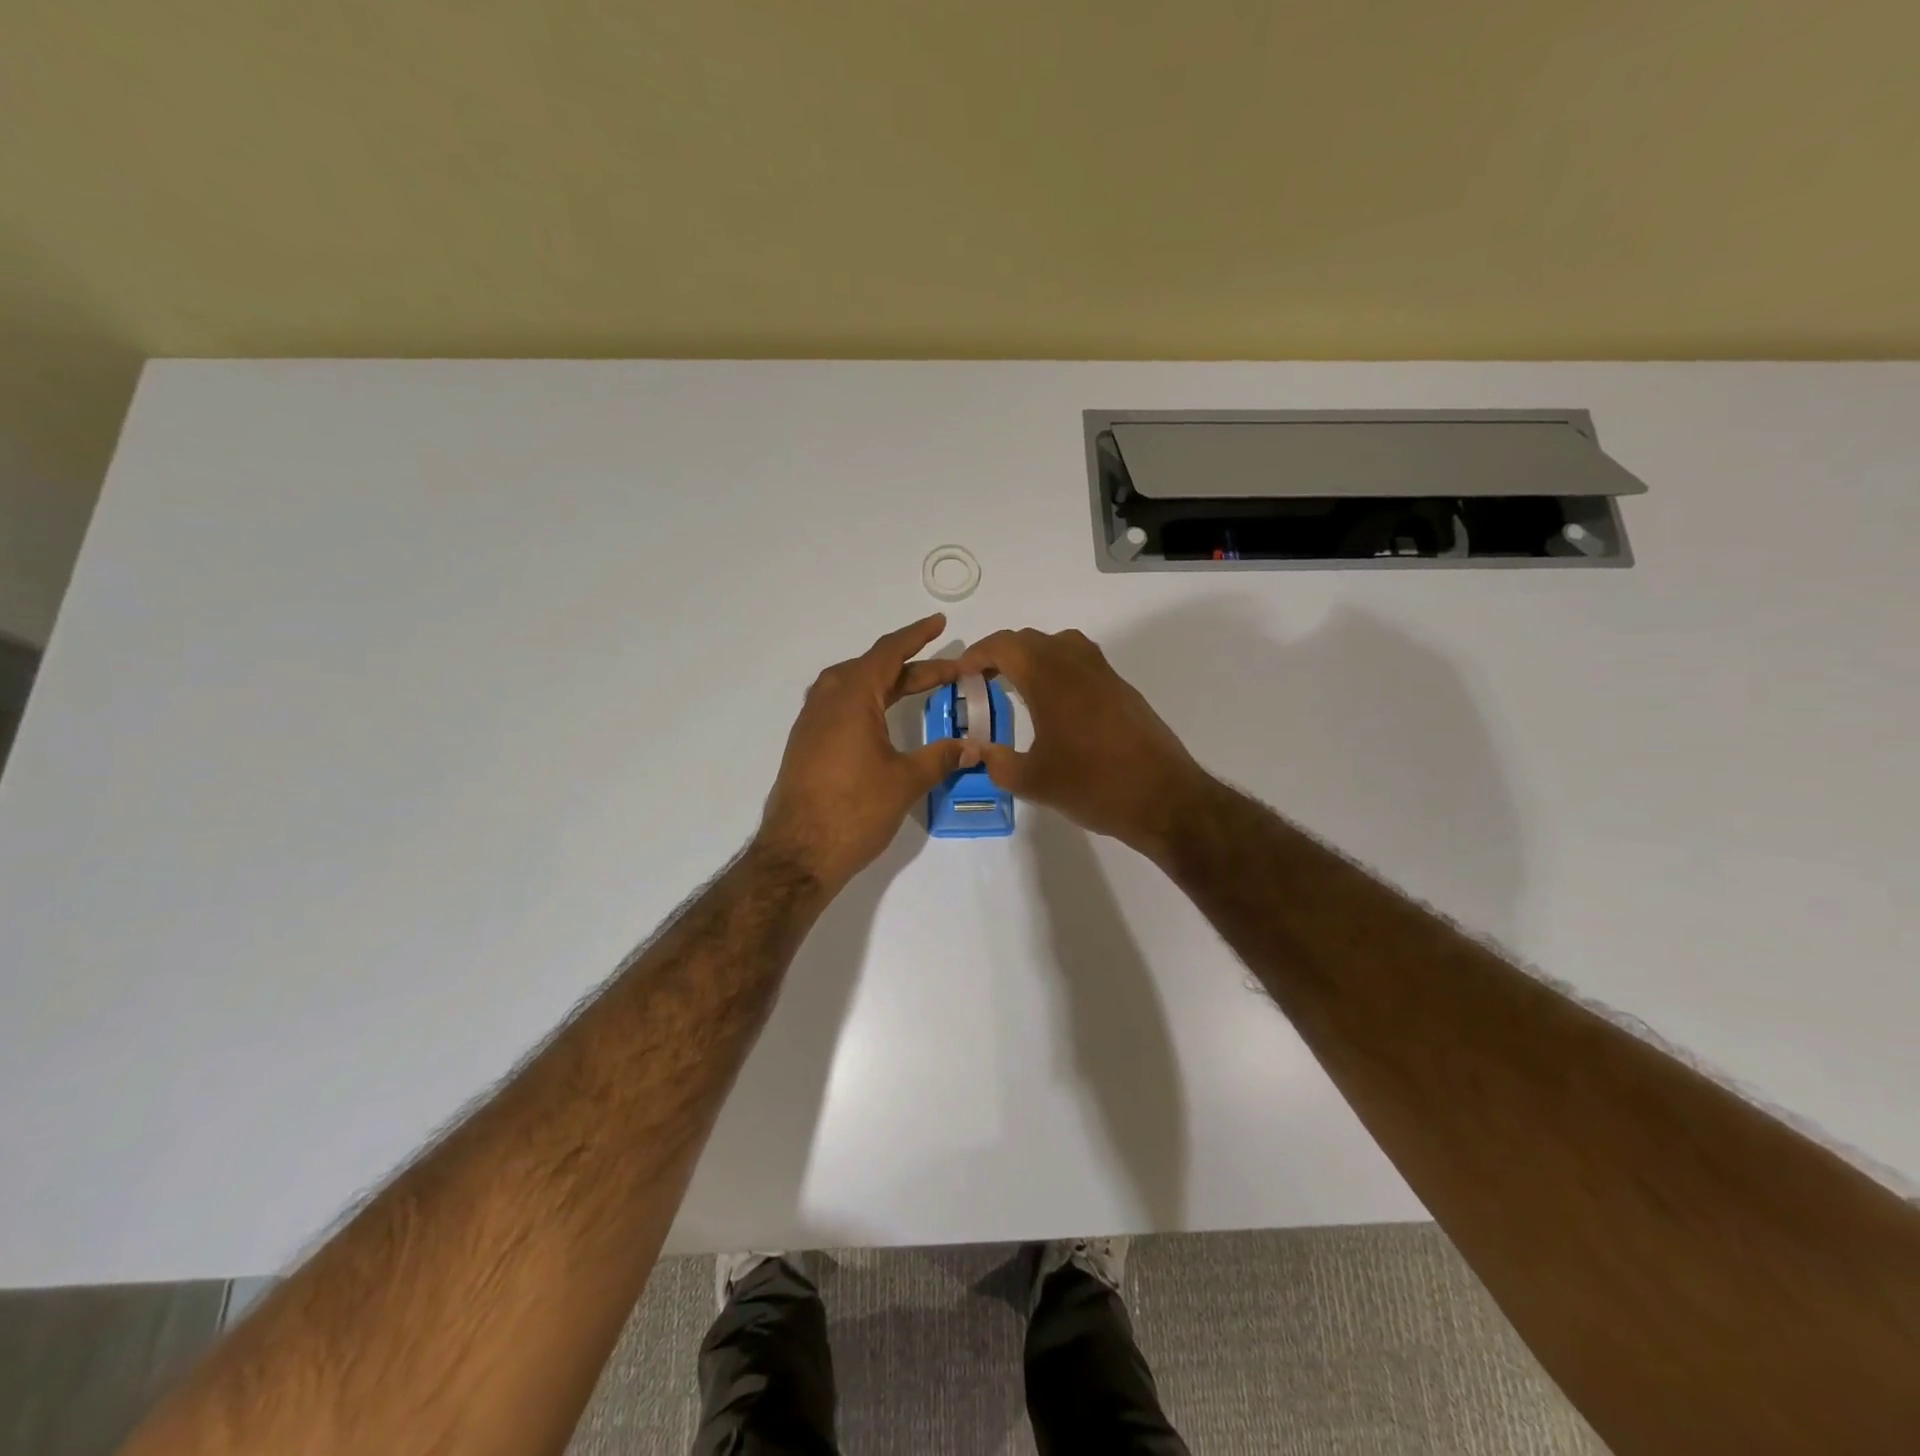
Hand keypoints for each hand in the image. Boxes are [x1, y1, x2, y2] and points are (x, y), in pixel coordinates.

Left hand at [758, 614, 975, 892]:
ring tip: (916, 687)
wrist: (798, 854)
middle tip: (948, 671)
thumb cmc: (854, 811)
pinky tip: (881, 719)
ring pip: (853, 686)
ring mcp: (811, 722)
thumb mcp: (906, 781)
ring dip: (886, 683)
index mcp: (851, 697)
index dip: (916, 636)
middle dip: (911, 667)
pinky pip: (840, 706)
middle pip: (872, 668)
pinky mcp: (806, 744)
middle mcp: (827, 700)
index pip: (888, 653)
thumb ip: (941, 757)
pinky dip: (867, 701)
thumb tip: (974, 747)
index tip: (939, 623)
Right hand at [955, 628, 1207, 854]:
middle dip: (1001, 654)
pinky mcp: (1122, 689)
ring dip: (1033, 657)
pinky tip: (1054, 705)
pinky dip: (1058, 669)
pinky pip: (1081, 662)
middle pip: (1030, 640)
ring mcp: (1104, 674)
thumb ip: (997, 762)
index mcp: (1049, 677)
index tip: (961, 673)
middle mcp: (1076, 664)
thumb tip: (977, 751)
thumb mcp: (1033, 781)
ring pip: (1060, 645)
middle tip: (982, 681)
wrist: (1163, 798)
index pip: (1005, 646)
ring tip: (1017, 686)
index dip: (977, 654)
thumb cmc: (1093, 785)